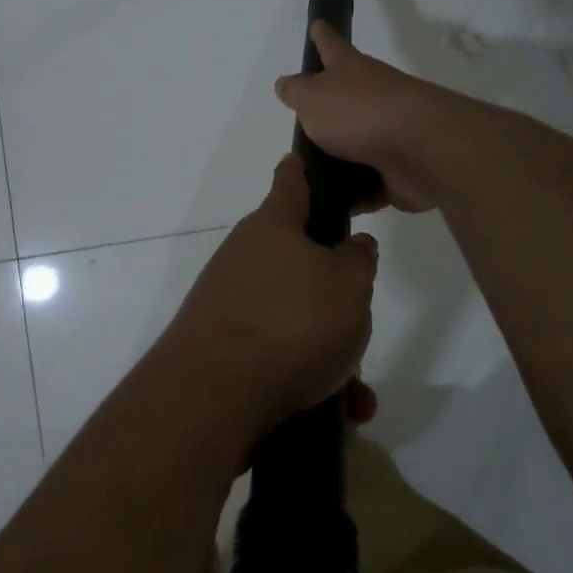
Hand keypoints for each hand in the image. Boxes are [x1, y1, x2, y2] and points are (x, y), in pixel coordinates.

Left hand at [159, 154, 380, 440]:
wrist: (213, 394)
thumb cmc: (291, 322)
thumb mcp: (349, 285)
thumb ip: (358, 259)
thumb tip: (353, 245)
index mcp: (273, 227)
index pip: (291, 181)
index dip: (306, 170)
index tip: (310, 161)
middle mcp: (244, 256)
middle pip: (297, 260)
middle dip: (333, 291)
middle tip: (359, 320)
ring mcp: (228, 301)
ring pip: (293, 315)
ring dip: (327, 348)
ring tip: (355, 389)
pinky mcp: (221, 345)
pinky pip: (276, 352)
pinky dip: (307, 376)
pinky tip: (339, 410)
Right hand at [274, 22, 473, 211]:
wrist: (421, 149)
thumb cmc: (360, 113)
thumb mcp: (313, 98)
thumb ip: (297, 92)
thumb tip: (286, 84)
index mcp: (350, 72)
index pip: (331, 46)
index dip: (322, 36)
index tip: (317, 24)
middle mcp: (372, 97)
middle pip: (345, 100)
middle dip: (326, 110)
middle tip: (300, 125)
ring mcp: (388, 135)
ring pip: (355, 147)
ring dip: (336, 161)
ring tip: (305, 178)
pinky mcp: (397, 171)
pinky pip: (367, 184)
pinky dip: (352, 195)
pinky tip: (329, 206)